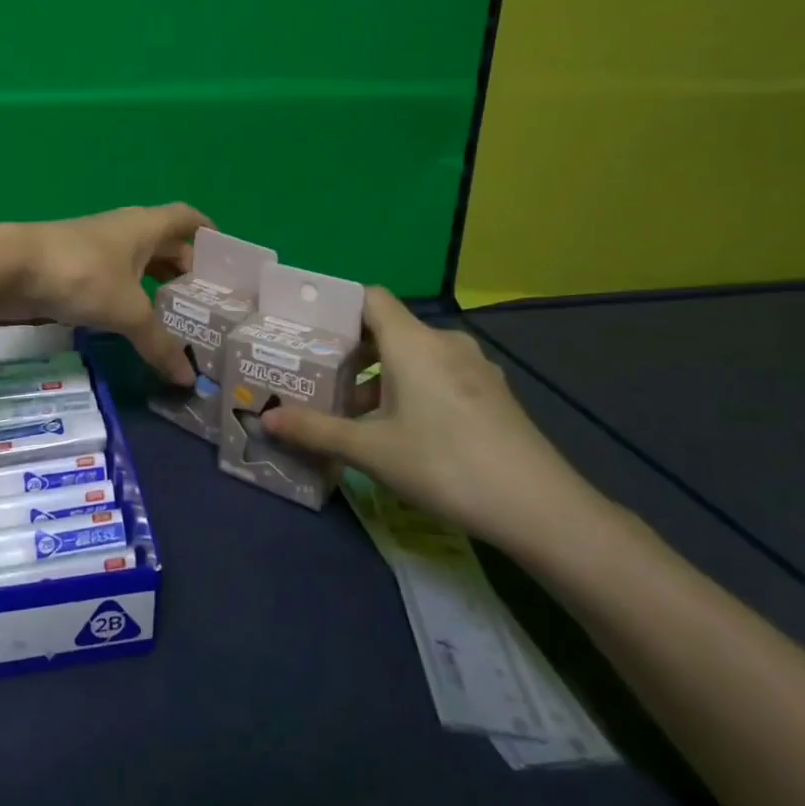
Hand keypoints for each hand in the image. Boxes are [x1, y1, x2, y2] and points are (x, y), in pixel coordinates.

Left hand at [0, 204, 211, 383]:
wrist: (10, 267)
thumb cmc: (81, 275)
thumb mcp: (127, 312)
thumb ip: (159, 343)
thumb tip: (188, 378)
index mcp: (145, 226)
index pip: (187, 218)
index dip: (209, 234)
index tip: (226, 260)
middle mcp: (124, 229)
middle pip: (165, 242)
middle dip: (186, 267)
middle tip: (206, 301)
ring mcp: (97, 246)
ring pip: (138, 261)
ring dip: (157, 282)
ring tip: (177, 314)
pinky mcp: (75, 265)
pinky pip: (116, 276)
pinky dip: (131, 293)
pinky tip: (134, 319)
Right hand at [261, 288, 597, 546]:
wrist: (539, 507)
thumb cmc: (443, 464)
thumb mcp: (370, 450)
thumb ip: (315, 430)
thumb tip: (266, 420)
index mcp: (412, 342)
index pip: (369, 298)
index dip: (338, 308)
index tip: (310, 333)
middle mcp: (445, 342)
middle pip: (389, 330)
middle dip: (353, 354)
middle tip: (323, 381)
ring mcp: (476, 367)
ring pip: (416, 356)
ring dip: (383, 377)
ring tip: (358, 415)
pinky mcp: (494, 393)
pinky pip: (441, 375)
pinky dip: (415, 389)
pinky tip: (406, 431)